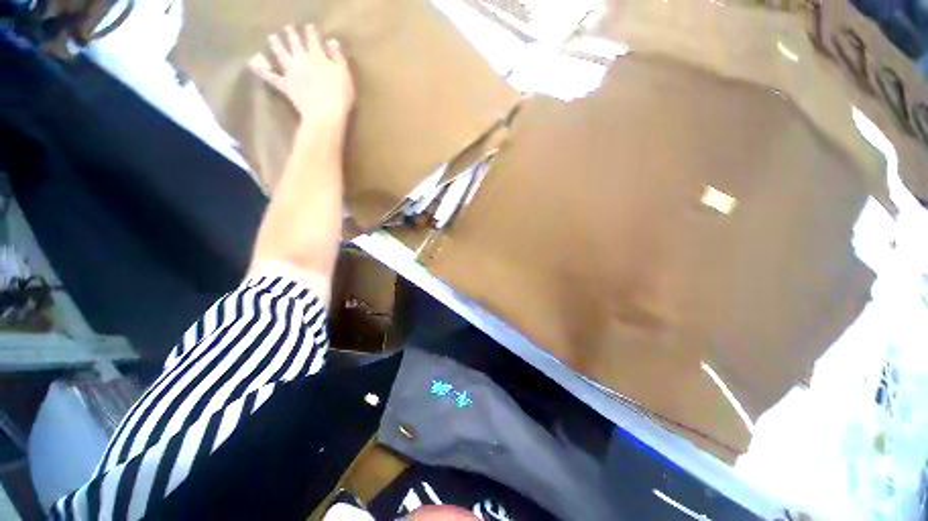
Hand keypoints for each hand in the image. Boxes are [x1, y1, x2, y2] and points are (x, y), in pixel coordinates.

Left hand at [249, 24, 354, 126]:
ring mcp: (291, 72)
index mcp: (318, 56)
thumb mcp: (344, 74)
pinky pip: (271, 77)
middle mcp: (302, 60)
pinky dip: (262, 71)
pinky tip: (253, 65)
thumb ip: (338, 57)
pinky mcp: (285, 85)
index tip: (308, 26)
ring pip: (281, 54)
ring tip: (272, 38)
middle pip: (295, 43)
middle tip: (288, 28)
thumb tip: (331, 40)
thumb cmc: (340, 95)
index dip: (311, 32)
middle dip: (292, 35)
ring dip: (276, 45)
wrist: (325, 114)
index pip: (313, 40)